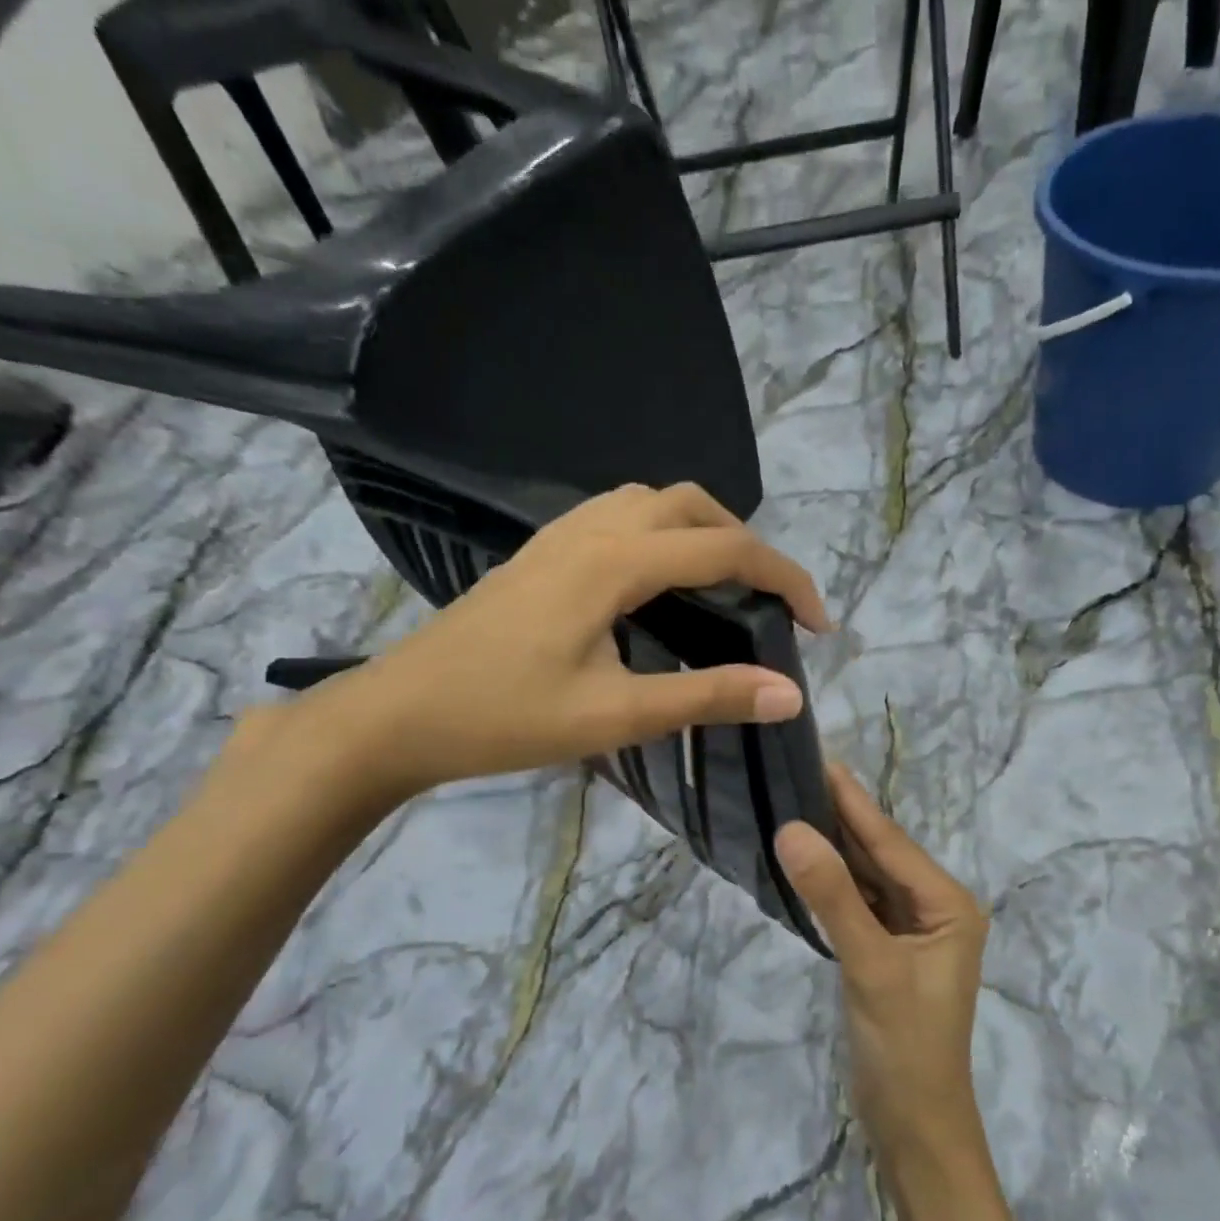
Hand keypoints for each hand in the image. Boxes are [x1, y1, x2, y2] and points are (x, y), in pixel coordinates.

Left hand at [291, 483, 830, 800]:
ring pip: (653, 502)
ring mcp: (560, 536)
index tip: (818, 625)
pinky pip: (620, 516)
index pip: (725, 549)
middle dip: (747, 545)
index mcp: (614, 563)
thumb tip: (790, 694)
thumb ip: (706, 698)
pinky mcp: (542, 553)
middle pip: (692, 506)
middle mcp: (592, 530)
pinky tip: (660, 584)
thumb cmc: (506, 718)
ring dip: (704, 531)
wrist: (401, 714)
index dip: (784, 579)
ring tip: (724, 588)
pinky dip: (663, 533)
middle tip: (769, 604)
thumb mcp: (616, 715)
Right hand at [776, 767, 989, 1162]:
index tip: (819, 758)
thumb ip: (832, 896)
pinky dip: (831, 883)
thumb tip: (792, 829)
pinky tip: (804, 860)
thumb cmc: (906, 1046)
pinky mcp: (886, 950)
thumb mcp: (870, 965)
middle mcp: (935, 907)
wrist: (913, 1126)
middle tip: (794, 773)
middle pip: (880, 854)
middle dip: (840, 817)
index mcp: (949, 903)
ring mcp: (910, 930)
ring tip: (791, 803)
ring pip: (866, 877)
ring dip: (833, 847)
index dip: (852, 802)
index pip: (891, 842)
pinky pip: (858, 902)